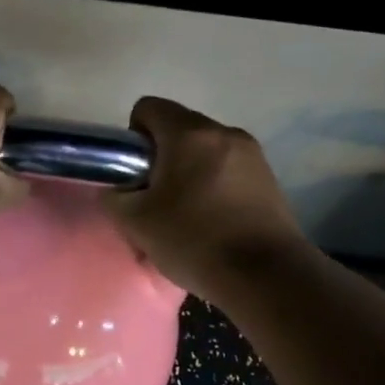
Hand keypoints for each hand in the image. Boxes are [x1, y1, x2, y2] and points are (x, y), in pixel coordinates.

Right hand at [103, 96, 307, 303]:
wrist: (265, 276)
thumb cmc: (194, 240)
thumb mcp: (135, 222)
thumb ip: (115, 197)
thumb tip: (118, 189)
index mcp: (189, 134)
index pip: (148, 107)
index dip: (132, 137)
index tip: (134, 173)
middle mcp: (224, 132)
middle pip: (179, 128)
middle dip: (161, 156)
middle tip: (154, 198)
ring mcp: (252, 154)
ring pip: (205, 150)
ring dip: (189, 171)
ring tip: (185, 213)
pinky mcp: (269, 178)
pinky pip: (228, 169)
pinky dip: (213, 185)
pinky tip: (212, 221)